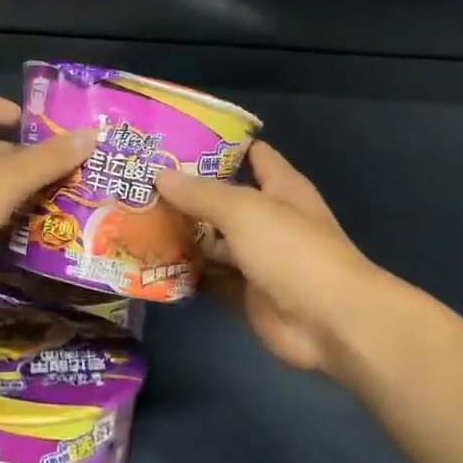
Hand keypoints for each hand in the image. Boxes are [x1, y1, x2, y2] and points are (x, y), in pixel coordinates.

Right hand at [156, 142, 386, 376]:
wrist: (329, 322)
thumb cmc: (292, 251)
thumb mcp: (244, 210)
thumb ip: (201, 193)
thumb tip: (160, 174)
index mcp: (280, 187)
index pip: (250, 154)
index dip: (216, 145)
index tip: (173, 141)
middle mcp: (268, 220)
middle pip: (222, 200)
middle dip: (184, 193)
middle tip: (137, 184)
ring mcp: (257, 259)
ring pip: (212, 241)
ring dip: (180, 235)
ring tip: (133, 222)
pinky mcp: (245, 294)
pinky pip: (210, 279)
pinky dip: (186, 274)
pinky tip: (150, 265)